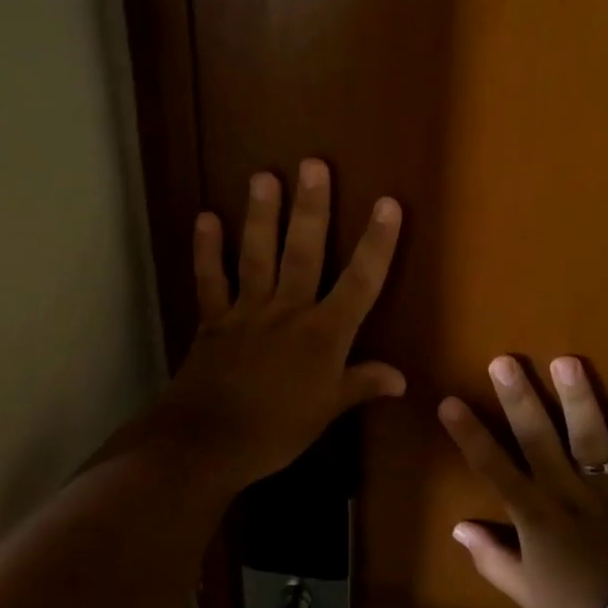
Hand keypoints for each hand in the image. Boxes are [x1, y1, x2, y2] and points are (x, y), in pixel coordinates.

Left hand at [150, 159, 405, 489]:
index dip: (377, 243)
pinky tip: (206, 218)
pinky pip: (210, 280)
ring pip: (257, 256)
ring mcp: (247, 312)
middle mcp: (288, 312)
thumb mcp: (326, 411)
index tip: (388, 204)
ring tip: (263, 176)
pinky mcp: (213, 321)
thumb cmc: (276, 430)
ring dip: (261, 216)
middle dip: (312, 209)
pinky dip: (206, 250)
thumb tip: (401, 378)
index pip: (360, 283)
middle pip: (304, 253)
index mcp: (323, 335)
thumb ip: (361, 385)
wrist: (207, 443)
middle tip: (313, 165)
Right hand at [439, 356, 607, 607]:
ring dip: (577, 398)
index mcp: (534, 514)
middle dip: (519, 399)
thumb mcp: (526, 591)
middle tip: (504, 362)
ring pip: (589, 435)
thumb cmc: (581, 607)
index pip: (493, 467)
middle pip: (538, 438)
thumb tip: (458, 527)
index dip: (469, 434)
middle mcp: (566, 491)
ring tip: (566, 361)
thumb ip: (491, 557)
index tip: (449, 401)